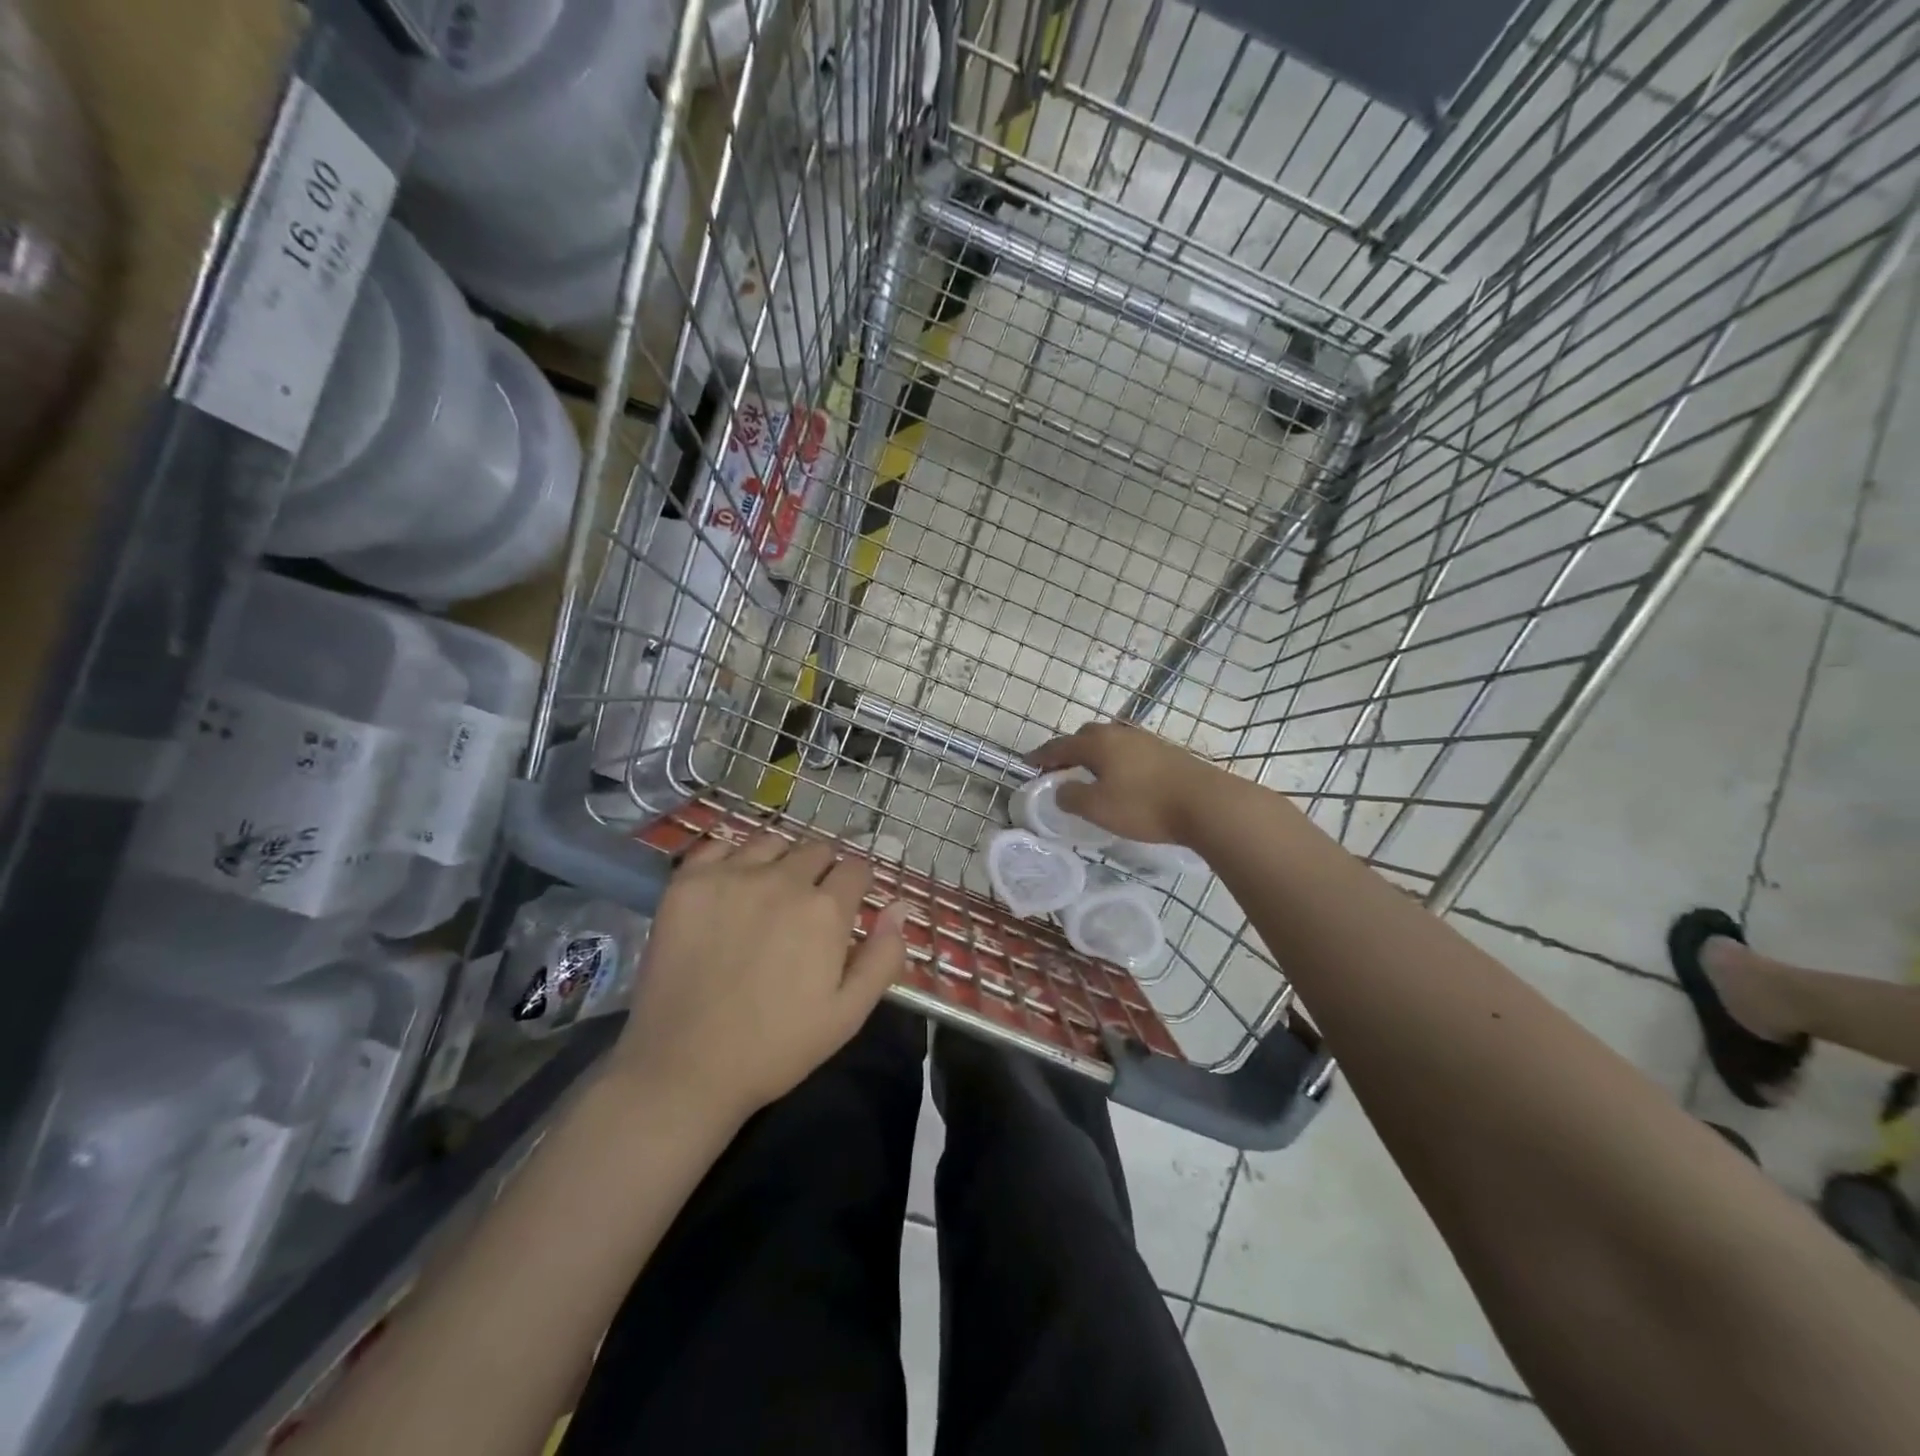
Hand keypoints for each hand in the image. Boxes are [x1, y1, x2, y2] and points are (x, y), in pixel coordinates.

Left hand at [613, 830, 911, 1123]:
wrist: (684, 1067)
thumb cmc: (776, 1047)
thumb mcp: (849, 1014)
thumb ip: (882, 957)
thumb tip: (899, 907)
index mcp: (825, 909)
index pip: (856, 869)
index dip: (858, 885)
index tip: (850, 904)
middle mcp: (782, 879)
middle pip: (816, 850)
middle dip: (822, 870)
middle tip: (809, 905)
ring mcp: (731, 876)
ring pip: (770, 842)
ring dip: (780, 860)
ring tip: (769, 891)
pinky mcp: (687, 883)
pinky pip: (718, 847)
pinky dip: (732, 858)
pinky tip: (729, 885)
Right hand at [1028, 722, 1231, 846]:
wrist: (1205, 803)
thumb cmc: (1144, 806)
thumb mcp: (1098, 808)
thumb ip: (1072, 797)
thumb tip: (1060, 790)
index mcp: (1098, 743)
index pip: (1061, 745)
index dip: (1042, 755)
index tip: (1028, 764)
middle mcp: (1120, 734)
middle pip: (1087, 736)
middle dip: (1070, 750)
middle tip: (1061, 770)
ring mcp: (1146, 741)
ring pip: (1112, 742)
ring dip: (1096, 755)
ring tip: (1091, 775)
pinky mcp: (1167, 753)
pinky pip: (1130, 751)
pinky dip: (1117, 761)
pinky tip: (1123, 779)